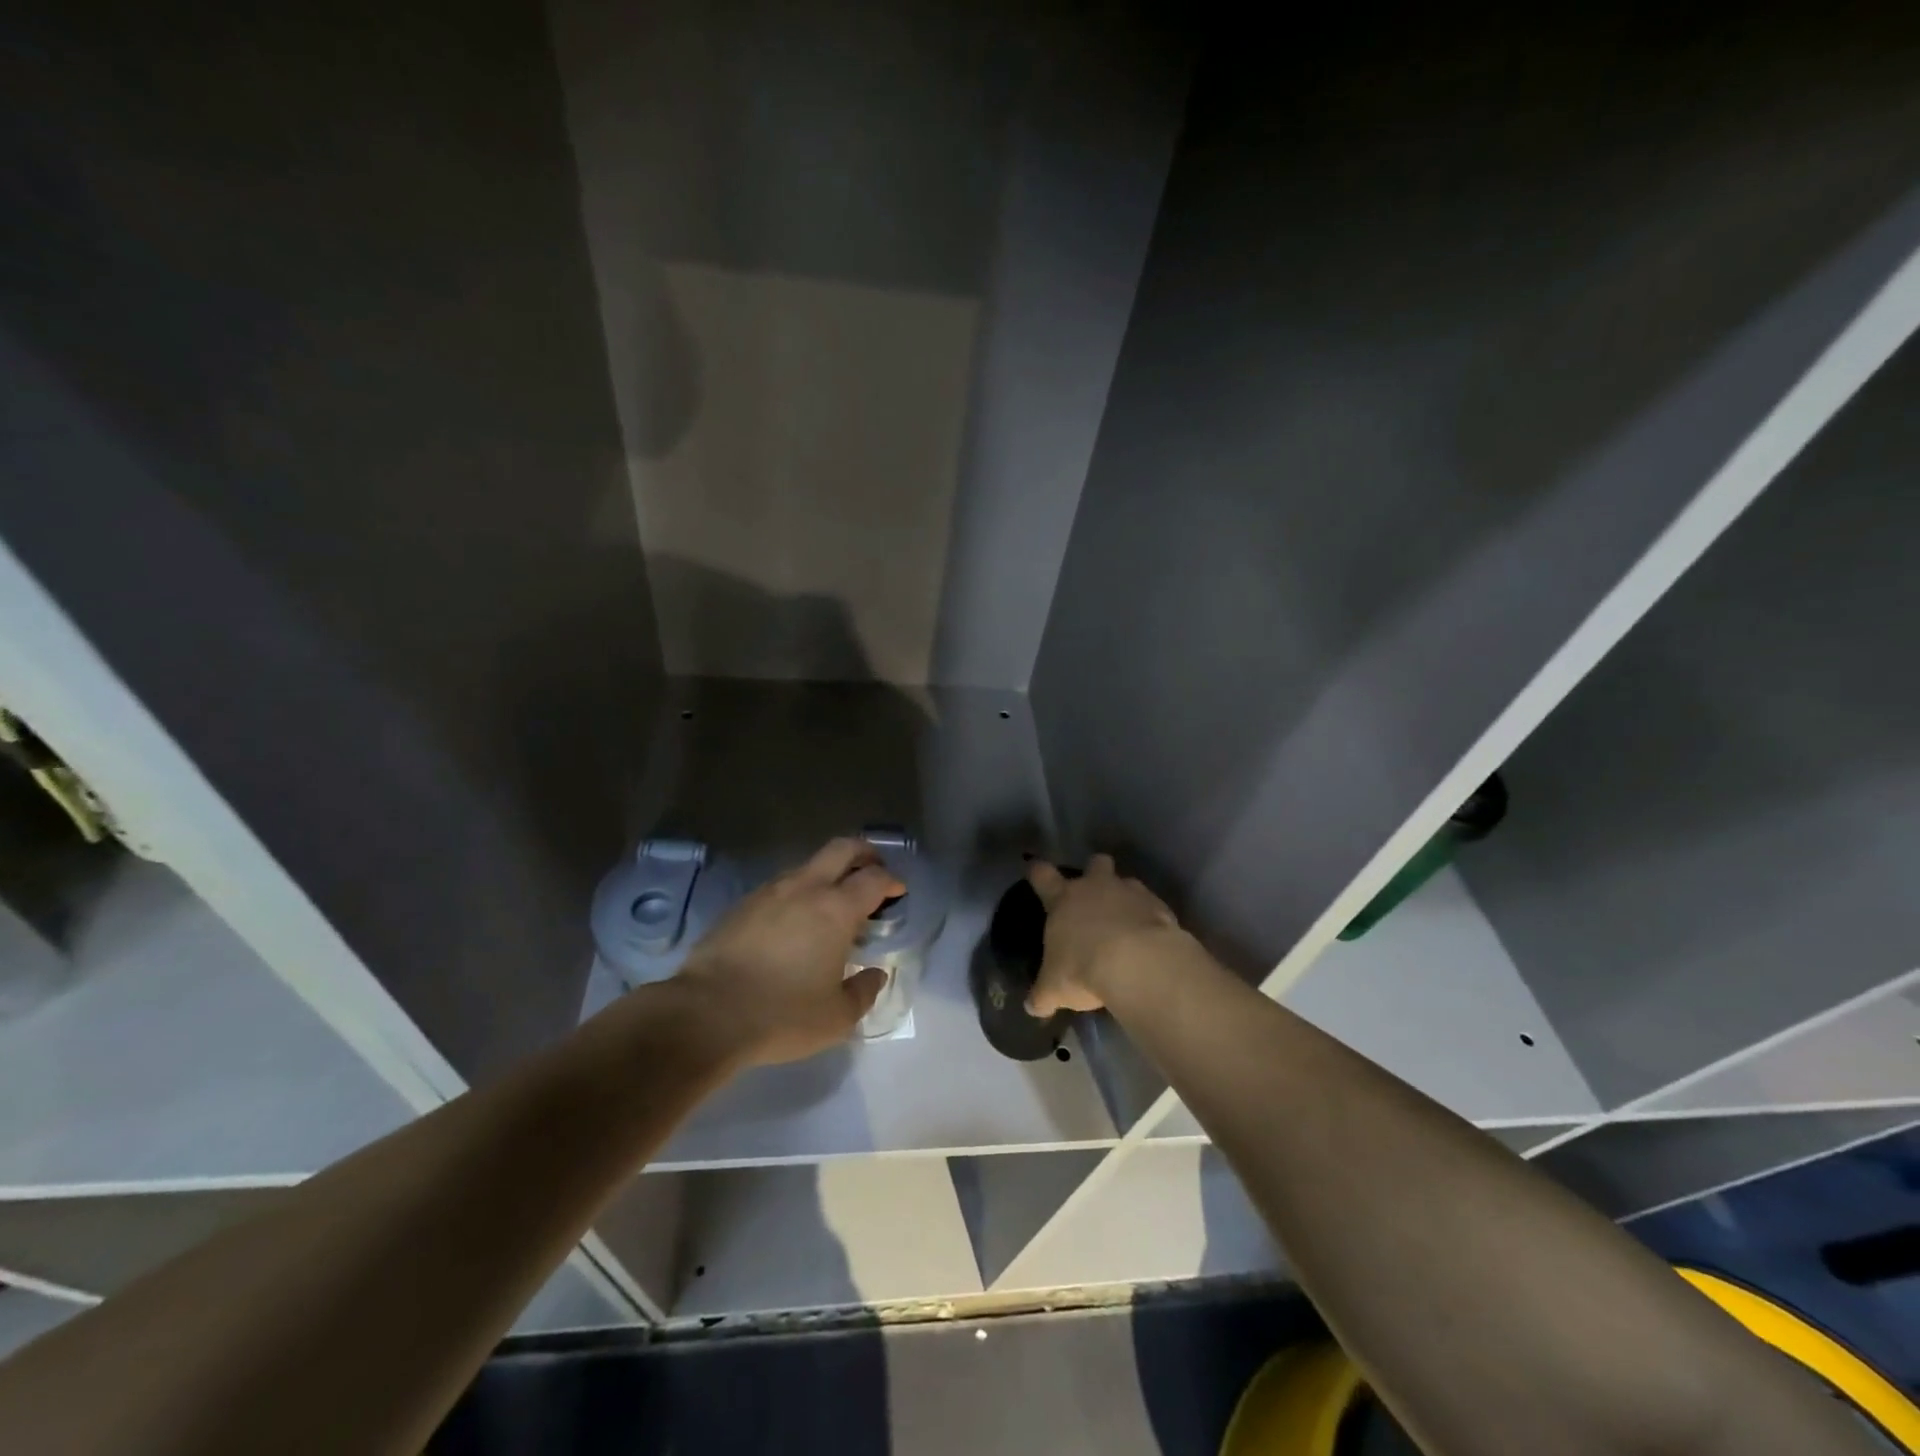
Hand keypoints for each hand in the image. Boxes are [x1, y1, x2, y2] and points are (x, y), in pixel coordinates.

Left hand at [674, 838, 903, 1065]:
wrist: (706, 1014)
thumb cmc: (782, 1014)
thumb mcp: (836, 1017)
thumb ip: (864, 992)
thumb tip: (875, 975)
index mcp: (836, 909)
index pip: (874, 879)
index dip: (892, 881)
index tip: (898, 892)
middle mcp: (805, 888)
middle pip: (841, 849)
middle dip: (864, 853)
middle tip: (873, 870)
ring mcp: (769, 892)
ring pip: (807, 866)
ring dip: (826, 874)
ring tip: (830, 903)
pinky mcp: (741, 905)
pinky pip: (779, 887)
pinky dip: (797, 893)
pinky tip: (792, 922)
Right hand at [1026, 854, 1184, 1015]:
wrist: (1138, 964)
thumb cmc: (1083, 968)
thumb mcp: (1055, 988)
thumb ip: (1043, 995)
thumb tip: (1032, 1008)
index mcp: (1064, 900)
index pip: (1043, 876)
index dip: (1038, 872)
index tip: (1035, 869)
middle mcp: (1096, 887)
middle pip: (1095, 863)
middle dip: (1095, 871)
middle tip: (1095, 891)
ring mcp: (1131, 893)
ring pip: (1128, 881)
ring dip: (1126, 897)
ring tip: (1127, 922)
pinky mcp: (1160, 907)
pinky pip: (1153, 906)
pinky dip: (1151, 919)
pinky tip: (1150, 940)